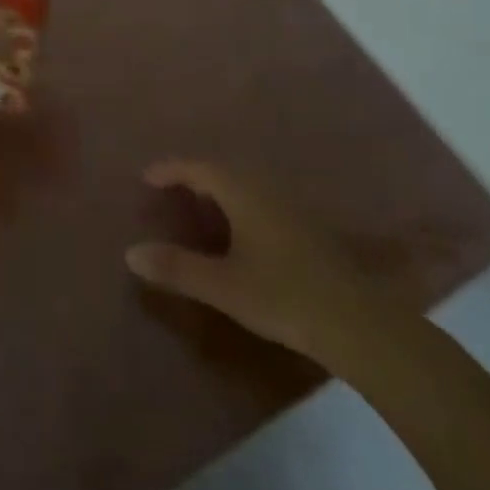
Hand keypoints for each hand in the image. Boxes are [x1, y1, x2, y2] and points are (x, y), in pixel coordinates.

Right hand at [126, 160, 402, 373]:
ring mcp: (290, 205)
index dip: (170, 169)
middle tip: (169, 192)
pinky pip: (259, 199)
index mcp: (242, 190)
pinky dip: (238, 204)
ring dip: (218, 190)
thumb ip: (177, 268)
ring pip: (244, 184)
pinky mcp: (306, 226)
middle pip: (222, 170)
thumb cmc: (284, 295)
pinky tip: (238, 232)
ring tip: (198, 209)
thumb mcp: (223, 286)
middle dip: (193, 177)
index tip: (146, 177)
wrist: (358, 322)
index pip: (198, 167)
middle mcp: (265, 187)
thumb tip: (130, 252)